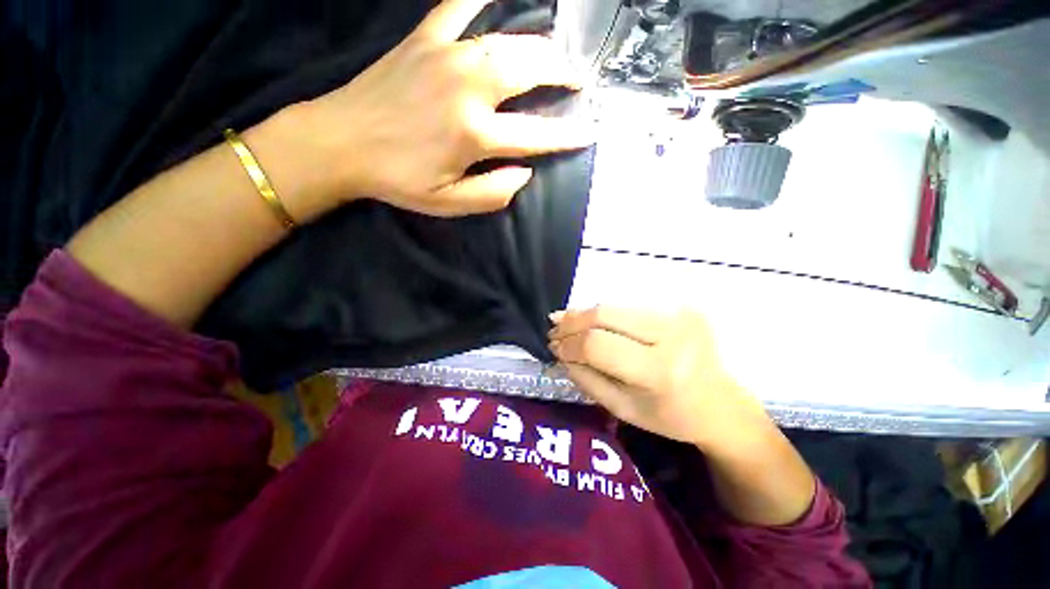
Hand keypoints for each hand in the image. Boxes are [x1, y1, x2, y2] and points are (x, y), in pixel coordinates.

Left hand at [296, 0, 593, 216]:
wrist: (341, 143)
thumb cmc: (398, 179)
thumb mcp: (449, 202)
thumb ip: (492, 193)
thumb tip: (524, 174)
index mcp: (474, 135)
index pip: (535, 134)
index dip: (565, 135)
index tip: (588, 132)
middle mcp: (467, 88)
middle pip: (529, 70)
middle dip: (561, 73)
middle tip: (578, 78)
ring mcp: (445, 56)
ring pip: (505, 39)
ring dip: (538, 44)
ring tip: (555, 52)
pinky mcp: (423, 41)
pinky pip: (457, 6)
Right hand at [548, 307, 769, 448]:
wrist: (721, 405)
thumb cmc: (671, 416)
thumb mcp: (622, 409)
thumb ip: (587, 379)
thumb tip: (561, 352)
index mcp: (660, 371)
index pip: (599, 345)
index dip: (570, 343)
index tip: (553, 346)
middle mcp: (671, 335)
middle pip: (605, 315)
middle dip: (572, 321)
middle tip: (553, 328)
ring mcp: (678, 316)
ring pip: (614, 306)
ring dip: (584, 314)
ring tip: (565, 322)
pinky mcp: (680, 308)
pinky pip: (628, 307)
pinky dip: (603, 313)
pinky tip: (589, 319)